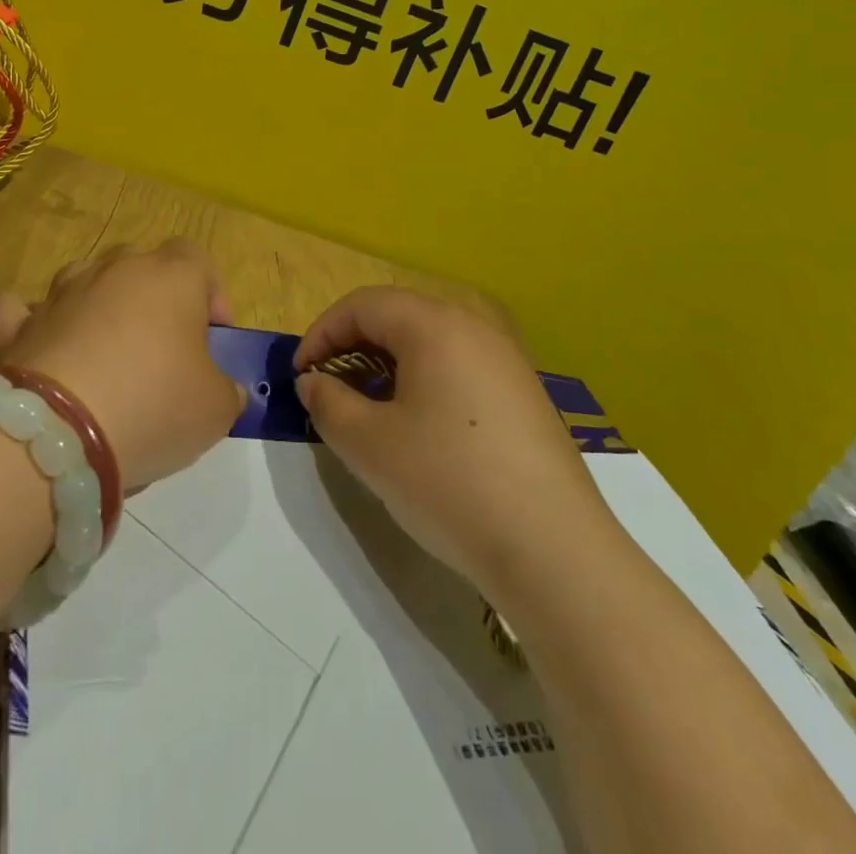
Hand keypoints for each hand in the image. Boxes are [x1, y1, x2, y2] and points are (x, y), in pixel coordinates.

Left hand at [0, 240, 242, 488]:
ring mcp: (62, 293)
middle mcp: (115, 270)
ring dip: (97, 303)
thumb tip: (226, 388)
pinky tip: (41, 345)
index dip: (210, 293)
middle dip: (152, 296)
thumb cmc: (154, 404)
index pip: (197, 258)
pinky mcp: (18, 325)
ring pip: (85, 277)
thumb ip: (226, 390)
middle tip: (161, 347)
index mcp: (172, 277)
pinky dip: (32, 322)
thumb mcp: (216, 409)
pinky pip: (23, 310)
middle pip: (140, 263)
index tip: (213, 337)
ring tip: (104, 351)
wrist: (59, 431)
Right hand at [293, 287, 611, 603]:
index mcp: (435, 325)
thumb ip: (328, 403)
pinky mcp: (525, 396)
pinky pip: (461, 368)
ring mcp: (507, 361)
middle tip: (330, 388)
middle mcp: (474, 329)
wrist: (554, 550)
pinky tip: (422, 429)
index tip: (300, 374)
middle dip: (354, 345)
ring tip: (370, 409)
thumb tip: (313, 382)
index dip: (322, 333)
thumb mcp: (369, 445)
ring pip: (431, 343)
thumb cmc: (448, 482)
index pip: (363, 305)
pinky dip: (426, 382)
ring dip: (389, 364)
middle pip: (399, 317)